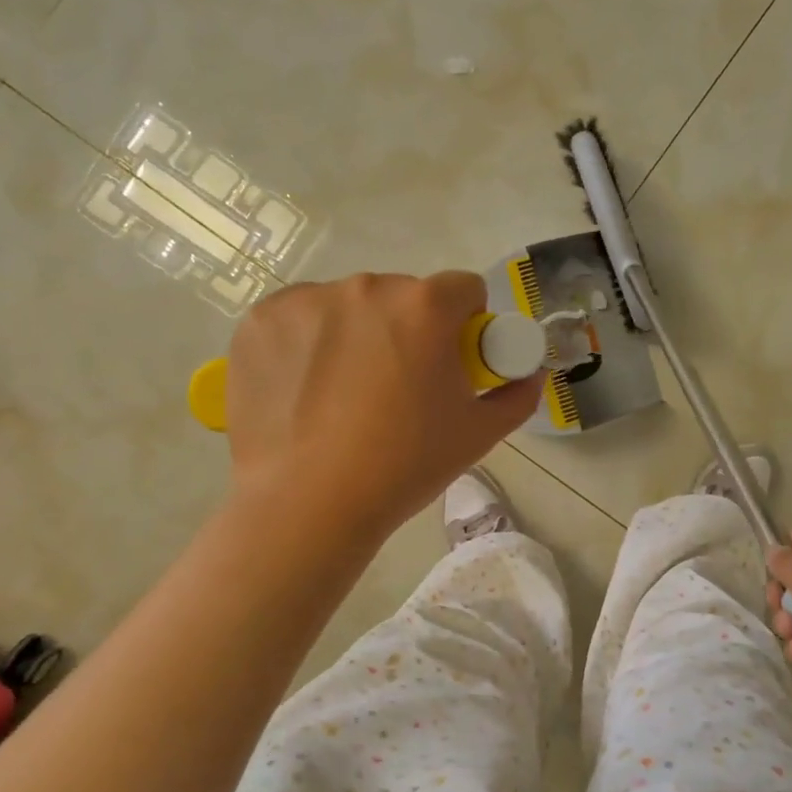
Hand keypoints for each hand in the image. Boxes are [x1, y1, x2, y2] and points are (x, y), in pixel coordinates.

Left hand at [225, 272, 541, 537]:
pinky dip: (307, 343)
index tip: (451, 361)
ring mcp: (307, 301)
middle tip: (397, 387)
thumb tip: (530, 375)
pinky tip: (305, 389)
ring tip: (345, 394)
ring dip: (356, 333)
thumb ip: (516, 396)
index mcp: (425, 307)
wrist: (309, 504)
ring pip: (349, 306)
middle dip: (408, 330)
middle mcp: (366, 288)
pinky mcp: (260, 321)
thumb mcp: (477, 435)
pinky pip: (300, 319)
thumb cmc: (404, 466)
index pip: (463, 289)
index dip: (465, 324)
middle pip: (403, 296)